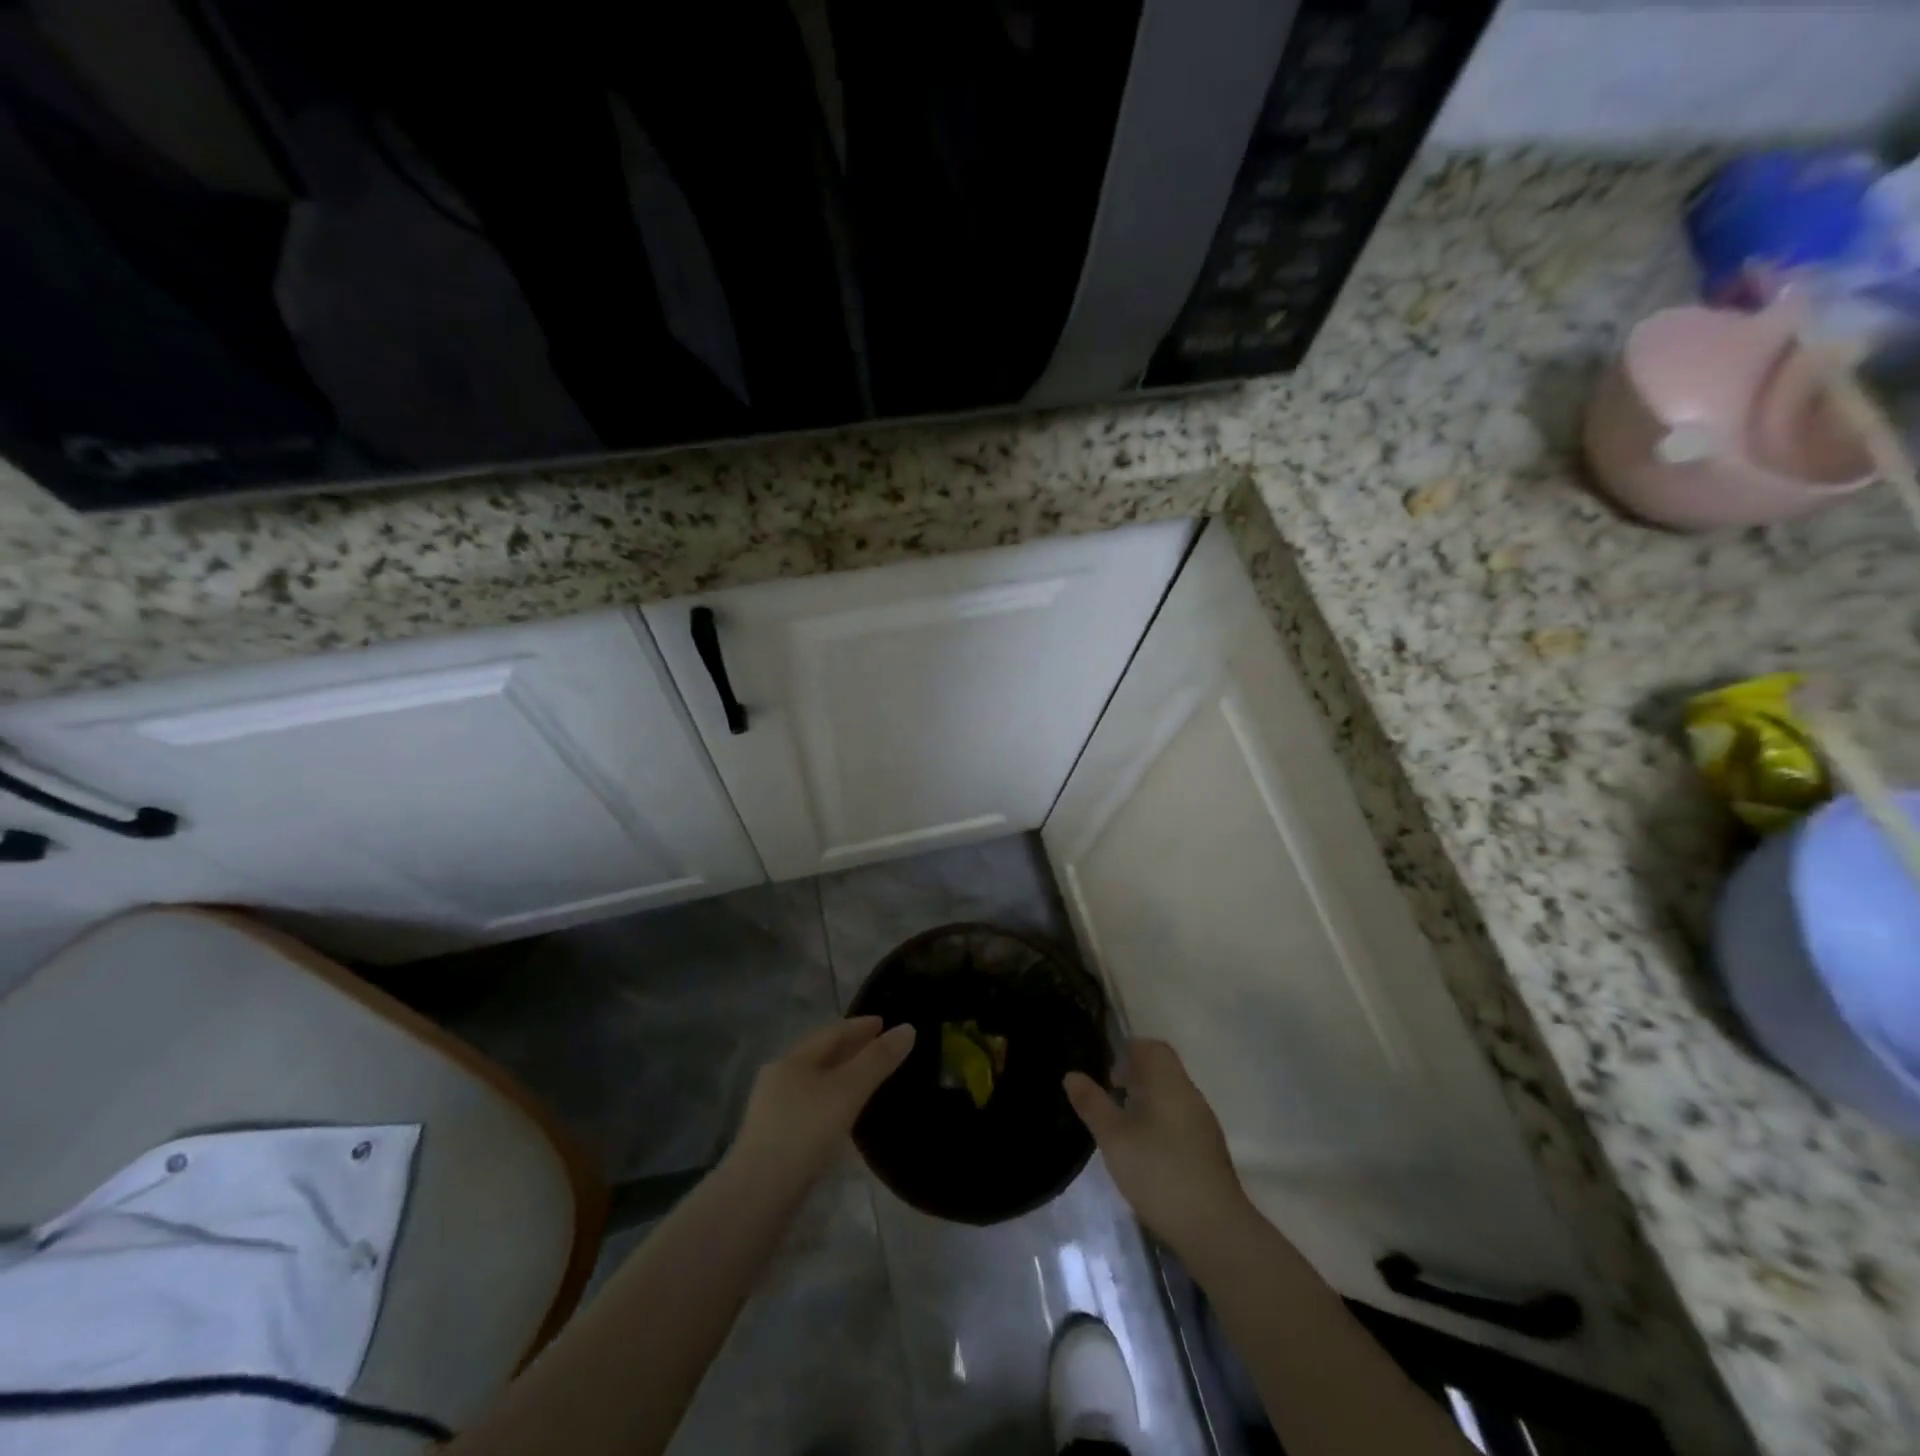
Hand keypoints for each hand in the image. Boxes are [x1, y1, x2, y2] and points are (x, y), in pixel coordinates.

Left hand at [731, 1017, 915, 1186]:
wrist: (757, 1196)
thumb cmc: (805, 1132)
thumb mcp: (847, 1091)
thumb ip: (877, 1060)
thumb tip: (907, 1028)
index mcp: (793, 1058)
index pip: (832, 1032)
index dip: (861, 1025)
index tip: (885, 1022)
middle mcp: (778, 1077)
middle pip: (820, 1054)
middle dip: (850, 1048)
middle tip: (880, 1048)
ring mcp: (772, 1110)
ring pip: (814, 1082)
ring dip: (840, 1076)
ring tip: (866, 1081)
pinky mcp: (772, 1140)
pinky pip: (809, 1107)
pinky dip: (830, 1101)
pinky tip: (843, 1116)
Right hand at [1065, 1038, 1252, 1253]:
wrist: (1214, 1229)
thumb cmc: (1158, 1172)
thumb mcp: (1114, 1137)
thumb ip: (1092, 1103)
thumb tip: (1072, 1075)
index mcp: (1169, 1083)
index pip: (1153, 1048)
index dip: (1130, 1051)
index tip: (1108, 1072)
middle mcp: (1190, 1095)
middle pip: (1164, 1071)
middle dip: (1135, 1077)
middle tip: (1111, 1096)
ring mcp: (1204, 1125)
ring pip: (1172, 1097)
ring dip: (1148, 1101)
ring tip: (1123, 1126)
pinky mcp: (1209, 1151)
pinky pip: (1181, 1120)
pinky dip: (1161, 1123)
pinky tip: (1146, 1152)